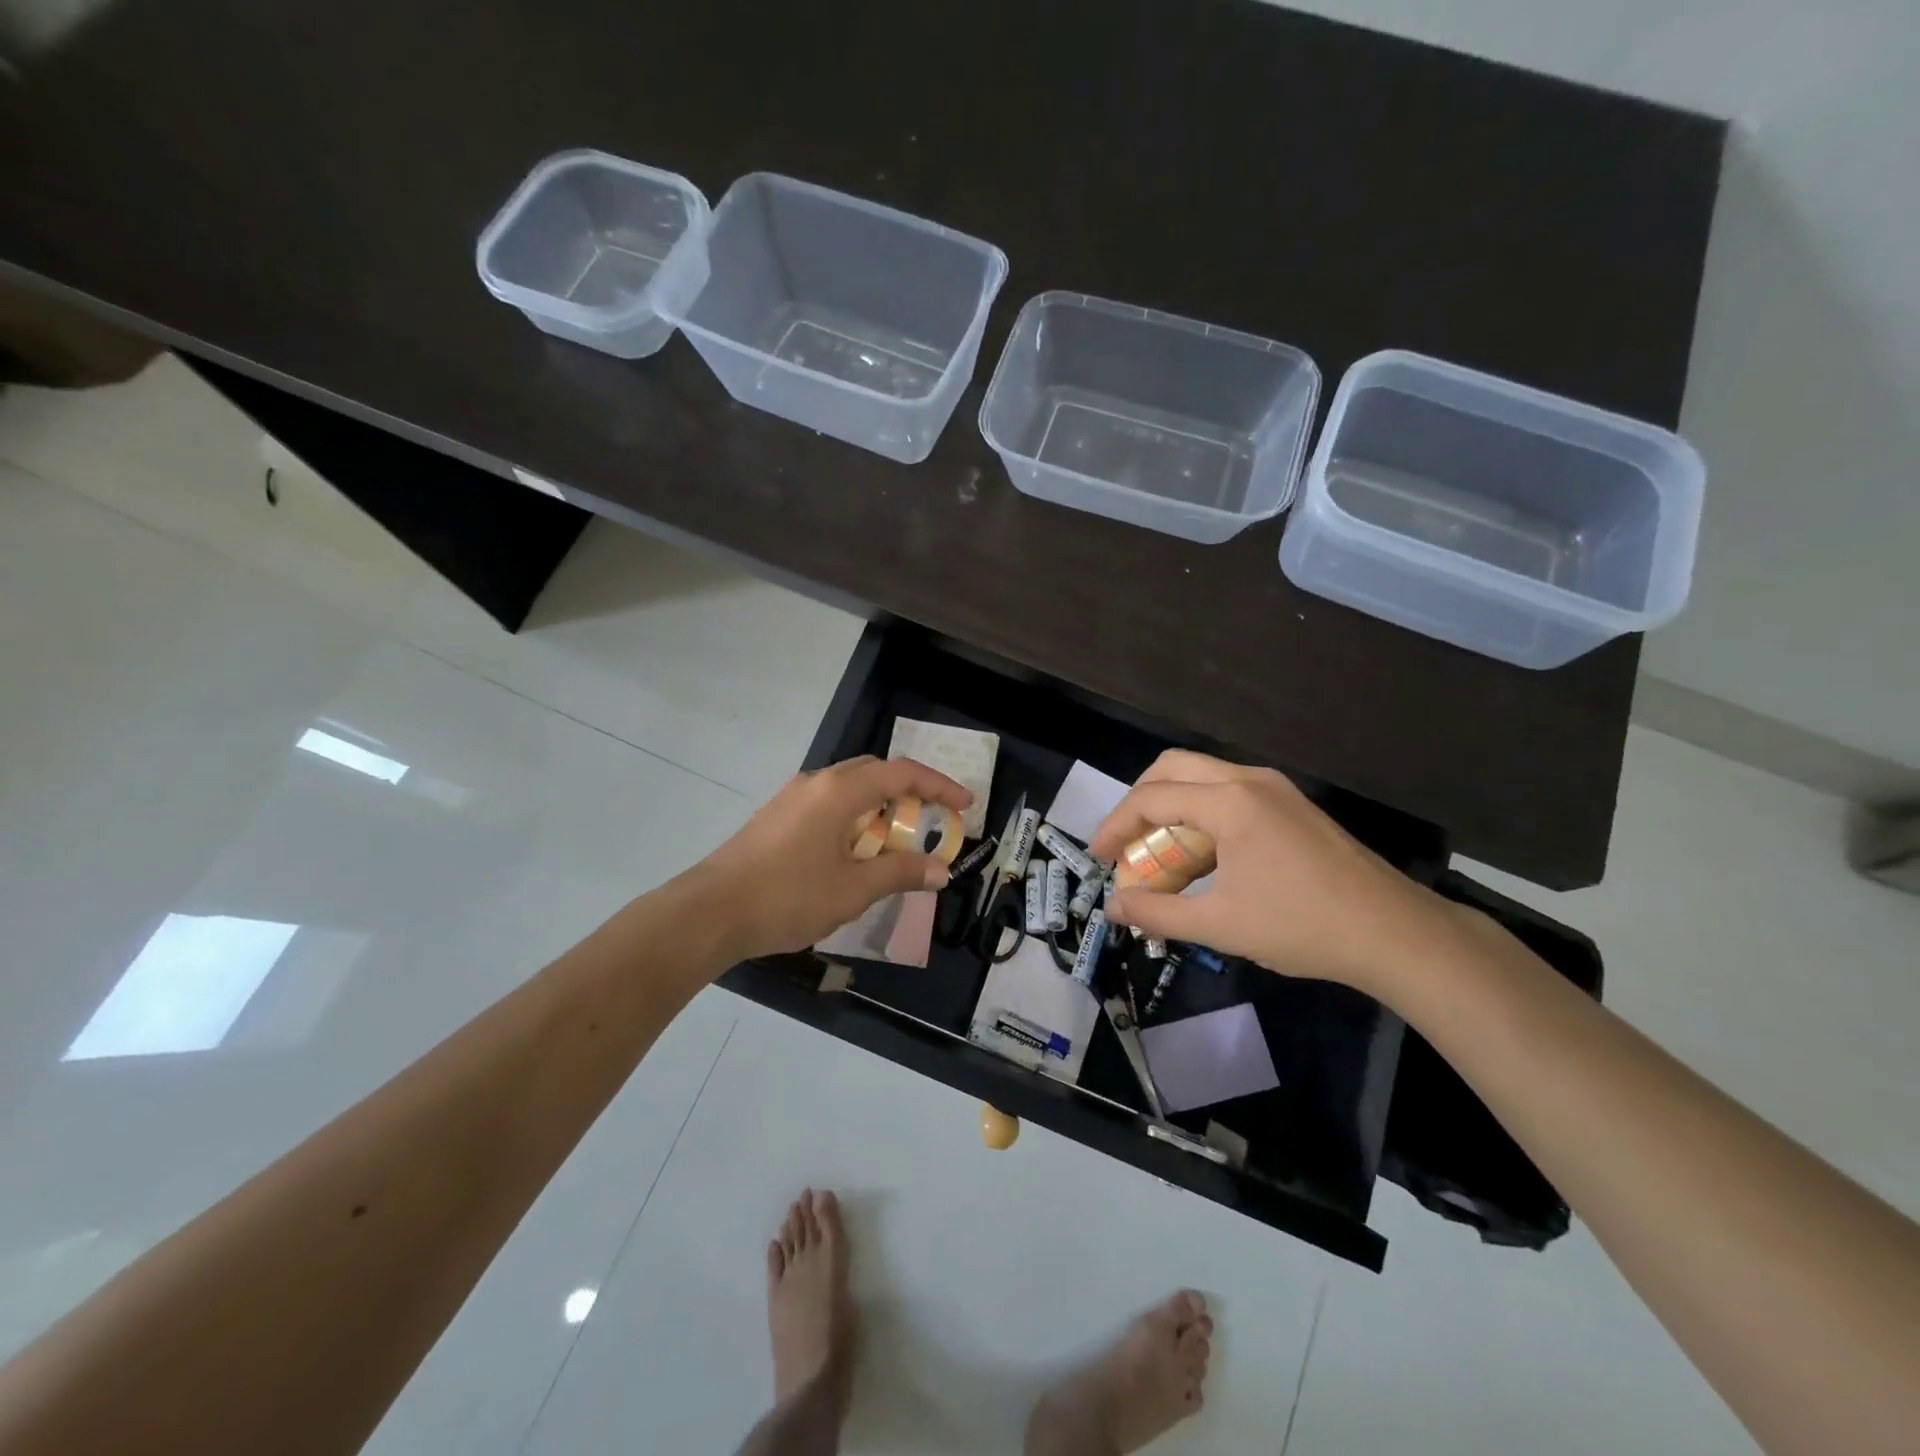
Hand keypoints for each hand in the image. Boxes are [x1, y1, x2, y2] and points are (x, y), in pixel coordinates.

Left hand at [698, 756, 972, 959]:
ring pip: (849, 788)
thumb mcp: (853, 890)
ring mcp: (792, 798)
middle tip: (931, 821)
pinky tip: (853, 853)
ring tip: (895, 843)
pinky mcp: (777, 816)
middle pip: (875, 772)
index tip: (966, 805)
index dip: (939, 786)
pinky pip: (828, 804)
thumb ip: (901, 873)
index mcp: (840, 791)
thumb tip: (941, 870)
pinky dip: (854, 819)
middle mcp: (817, 782)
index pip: (902, 774)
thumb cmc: (788, 897)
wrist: (709, 913)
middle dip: (909, 792)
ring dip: (879, 808)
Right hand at [1087, 750, 1458, 998]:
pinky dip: (1200, 812)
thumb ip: (1159, 913)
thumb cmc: (1302, 926)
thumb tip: (1113, 907)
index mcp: (1229, 802)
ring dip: (1171, 806)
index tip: (1097, 858)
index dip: (1115, 826)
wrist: (1395, 933)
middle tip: (1126, 843)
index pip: (1151, 798)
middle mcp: (1249, 780)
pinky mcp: (1291, 804)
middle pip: (1172, 768)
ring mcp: (1275, 788)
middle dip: (1139, 802)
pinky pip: (1228, 791)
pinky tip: (1204, 855)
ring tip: (1161, 852)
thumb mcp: (1220, 925)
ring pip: (1201, 776)